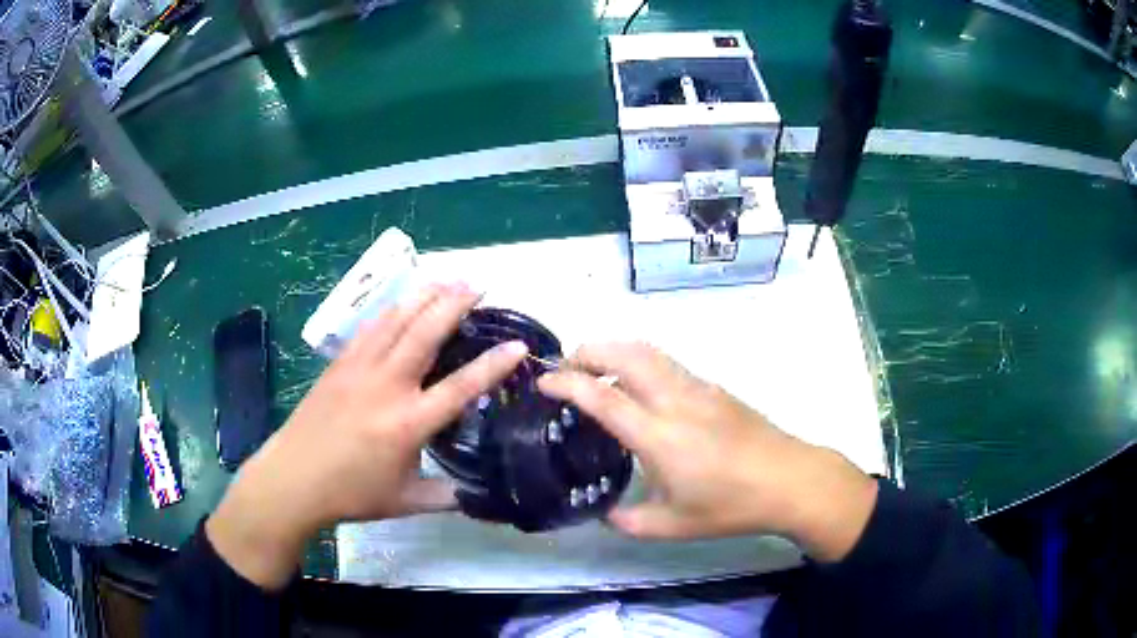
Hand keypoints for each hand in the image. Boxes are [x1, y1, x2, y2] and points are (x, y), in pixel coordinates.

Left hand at [207, 284, 527, 588]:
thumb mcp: (406, 502)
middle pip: (426, 333)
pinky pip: (371, 328)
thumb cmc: (351, 493)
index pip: (460, 386)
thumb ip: (447, 496)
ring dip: (424, 296)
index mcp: (408, 423)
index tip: (517, 344)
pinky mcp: (339, 364)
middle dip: (455, 304)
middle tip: (478, 285)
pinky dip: (392, 309)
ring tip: (447, 279)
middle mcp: (387, 387)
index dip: (493, 364)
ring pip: (396, 320)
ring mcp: (359, 369)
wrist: (293, 479)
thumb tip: (479, 494)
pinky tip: (403, 303)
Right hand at [538, 343, 877, 561]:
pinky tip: (639, 388)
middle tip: (566, 369)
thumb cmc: (730, 506)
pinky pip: (667, 362)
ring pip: (648, 350)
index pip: (601, 395)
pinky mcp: (714, 387)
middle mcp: (675, 399)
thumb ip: (628, 520)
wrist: (789, 480)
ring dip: (614, 350)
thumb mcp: (672, 526)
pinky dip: (639, 360)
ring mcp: (698, 387)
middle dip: (588, 350)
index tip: (543, 381)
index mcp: (658, 435)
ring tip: (596, 372)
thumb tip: (604, 511)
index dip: (566, 382)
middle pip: (624, 352)